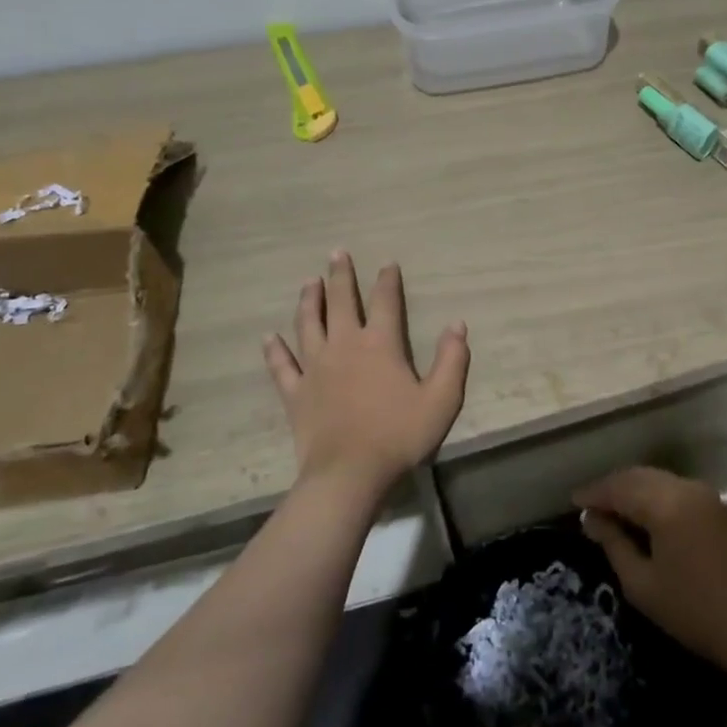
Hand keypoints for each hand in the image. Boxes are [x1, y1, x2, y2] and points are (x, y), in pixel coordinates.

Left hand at [263, 251, 469, 498]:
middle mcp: (344, 346)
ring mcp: (315, 368)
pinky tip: (269, 337)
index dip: (388, 280)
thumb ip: (452, 360)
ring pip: (308, 324)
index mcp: (380, 344)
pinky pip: (282, 366)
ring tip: (308, 281)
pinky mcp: (295, 393)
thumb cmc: (399, 435)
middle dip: (340, 275)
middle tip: (336, 253)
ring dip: (308, 300)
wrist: (349, 474)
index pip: (385, 301)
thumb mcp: (441, 399)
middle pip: (340, 302)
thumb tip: (457, 325)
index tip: (388, 263)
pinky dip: (275, 350)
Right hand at [575, 466, 726, 670]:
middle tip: (588, 507)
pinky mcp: (713, 504)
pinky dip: (650, 494)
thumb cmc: (693, 611)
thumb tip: (590, 518)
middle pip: (637, 476)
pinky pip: (671, 487)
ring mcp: (702, 493)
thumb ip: (613, 544)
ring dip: (630, 489)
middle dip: (610, 488)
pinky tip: (638, 514)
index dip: (594, 494)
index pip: (619, 488)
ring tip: (608, 510)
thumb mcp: (642, 584)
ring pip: (655, 479)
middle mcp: (684, 487)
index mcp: (665, 504)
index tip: (572, 503)